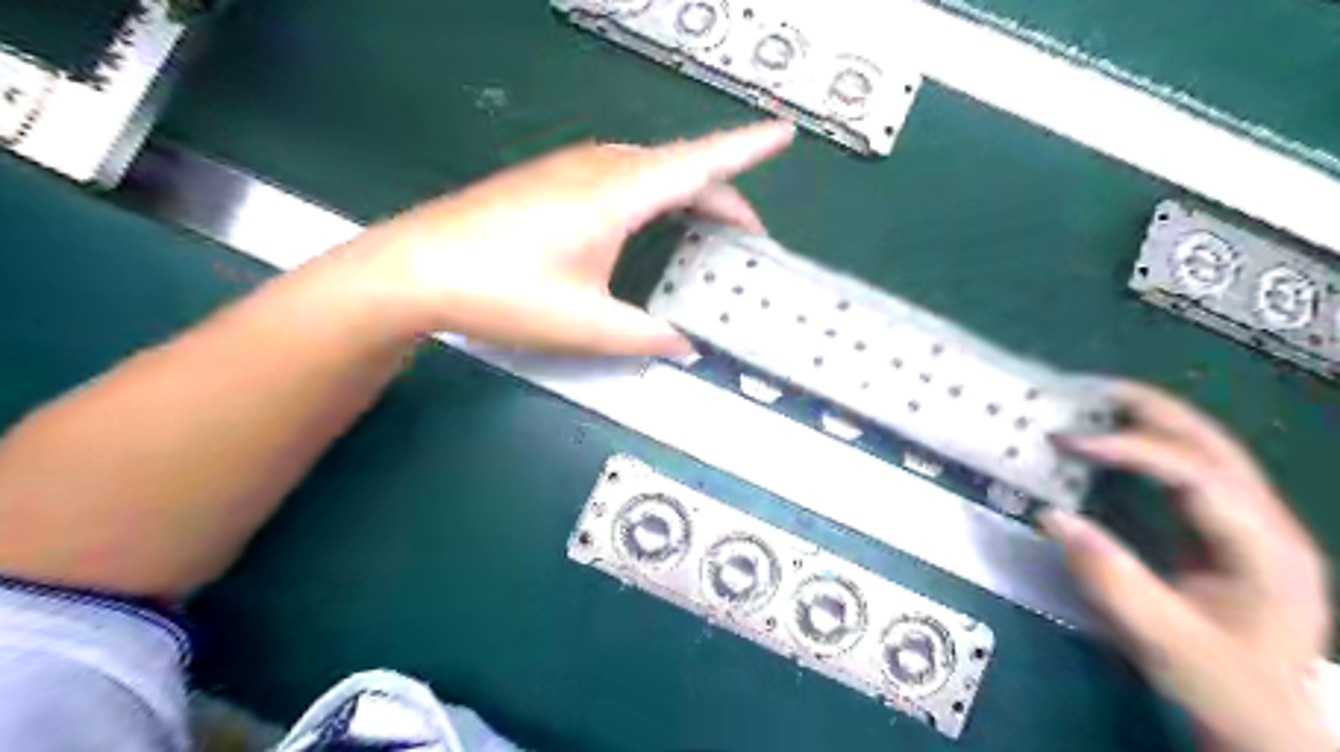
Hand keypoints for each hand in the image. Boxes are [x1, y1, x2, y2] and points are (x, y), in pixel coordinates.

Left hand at [340, 119, 792, 355]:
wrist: (416, 268)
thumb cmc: (504, 292)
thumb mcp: (587, 326)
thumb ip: (648, 335)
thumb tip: (686, 343)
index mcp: (618, 194)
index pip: (699, 163)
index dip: (747, 148)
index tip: (783, 133)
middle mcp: (600, 168)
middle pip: (681, 168)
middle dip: (724, 197)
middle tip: (748, 237)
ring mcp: (571, 168)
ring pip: (651, 170)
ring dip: (688, 194)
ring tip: (708, 230)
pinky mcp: (551, 179)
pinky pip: (622, 176)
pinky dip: (655, 195)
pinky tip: (649, 221)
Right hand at [1040, 388, 1332, 750]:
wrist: (1264, 722)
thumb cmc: (1221, 687)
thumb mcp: (1163, 642)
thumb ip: (1112, 580)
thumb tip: (1052, 517)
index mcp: (1264, 549)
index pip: (1197, 473)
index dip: (1131, 448)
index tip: (1067, 441)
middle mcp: (1267, 523)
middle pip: (1213, 444)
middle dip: (1149, 410)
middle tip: (1084, 390)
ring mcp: (1252, 524)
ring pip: (1207, 449)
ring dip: (1151, 419)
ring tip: (1095, 401)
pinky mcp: (1228, 531)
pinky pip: (1190, 470)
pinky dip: (1150, 445)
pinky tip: (1116, 441)